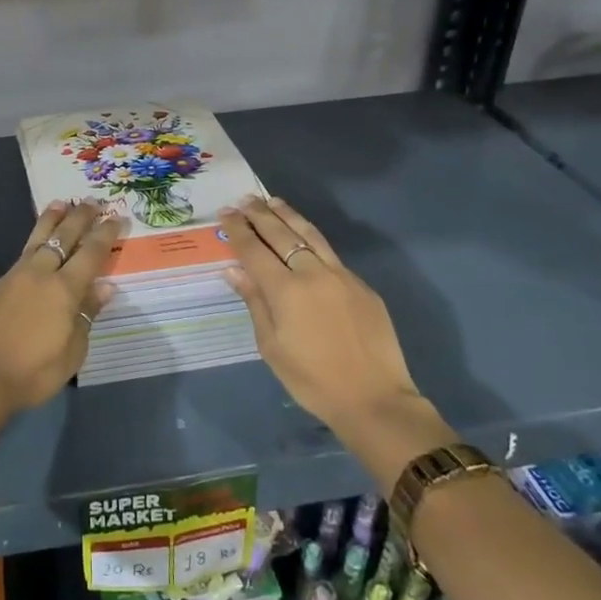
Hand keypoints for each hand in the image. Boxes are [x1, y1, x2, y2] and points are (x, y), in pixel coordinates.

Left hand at [0, 200, 119, 418]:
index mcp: (64, 289)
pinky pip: (24, 252)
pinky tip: (37, 242)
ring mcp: (16, 276)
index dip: (105, 234)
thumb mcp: (71, 352)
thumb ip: (86, 315)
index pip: (91, 254)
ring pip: (38, 238)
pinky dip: (35, 238)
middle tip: (91, 200)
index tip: (116, 217)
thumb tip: (104, 287)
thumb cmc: (31, 371)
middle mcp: (41, 273)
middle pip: (63, 237)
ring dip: (52, 220)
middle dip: (80, 218)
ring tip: (60, 203)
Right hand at [219, 196, 451, 482]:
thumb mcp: (272, 347)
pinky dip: (311, 238)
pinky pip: (330, 254)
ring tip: (273, 201)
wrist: (374, 400)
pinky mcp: (361, 286)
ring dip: (288, 216)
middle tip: (245, 200)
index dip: (238, 230)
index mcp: (286, 290)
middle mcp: (313, 273)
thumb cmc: (313, 380)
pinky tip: (304, 236)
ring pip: (310, 235)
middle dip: (260, 214)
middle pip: (281, 234)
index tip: (225, 213)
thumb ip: (254, 303)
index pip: (255, 250)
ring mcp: (341, 276)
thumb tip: (234, 270)